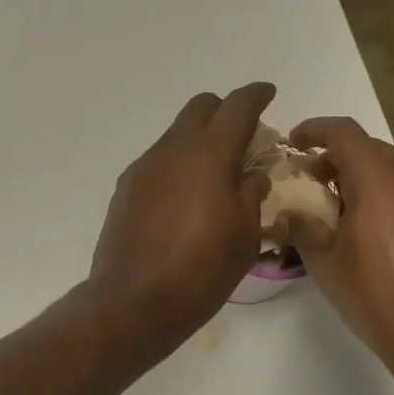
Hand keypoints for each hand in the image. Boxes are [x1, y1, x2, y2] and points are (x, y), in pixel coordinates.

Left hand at [88, 83, 275, 358]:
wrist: (134, 300)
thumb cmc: (201, 270)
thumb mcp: (244, 234)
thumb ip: (251, 193)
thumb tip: (252, 175)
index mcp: (209, 154)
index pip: (237, 106)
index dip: (256, 95)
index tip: (268, 94)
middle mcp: (172, 149)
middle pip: (201, 107)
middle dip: (225, 112)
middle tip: (243, 140)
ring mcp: (144, 167)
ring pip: (176, 134)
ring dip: (199, 142)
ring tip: (214, 177)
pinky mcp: (125, 188)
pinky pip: (158, 161)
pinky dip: (177, 166)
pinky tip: (185, 199)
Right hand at [275, 117, 393, 365]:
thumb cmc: (377, 296)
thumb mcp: (325, 264)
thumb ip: (303, 229)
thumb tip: (289, 214)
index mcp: (380, 180)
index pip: (344, 132)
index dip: (314, 130)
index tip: (293, 143)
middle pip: (372, 150)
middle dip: (338, 158)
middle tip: (312, 183)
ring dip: (364, 180)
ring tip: (341, 213)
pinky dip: (388, 199)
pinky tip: (375, 235)